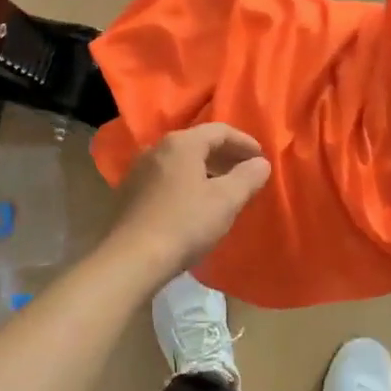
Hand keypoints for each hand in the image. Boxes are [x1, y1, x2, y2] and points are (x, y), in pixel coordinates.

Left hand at [107, 123, 272, 283]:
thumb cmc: (185, 224)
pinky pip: (165, 178)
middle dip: (224, 156)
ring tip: (223, 188)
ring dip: (205, 170)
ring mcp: (138, 171)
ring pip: (180, 162)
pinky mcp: (129, 193)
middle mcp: (156, 149)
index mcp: (181, 144)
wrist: (132, 259)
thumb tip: (261, 163)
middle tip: (245, 171)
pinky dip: (186, 183)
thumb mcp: (226, 200)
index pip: (219, 131)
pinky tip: (193, 204)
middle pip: (197, 143)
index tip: (261, 157)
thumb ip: (248, 177)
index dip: (244, 142)